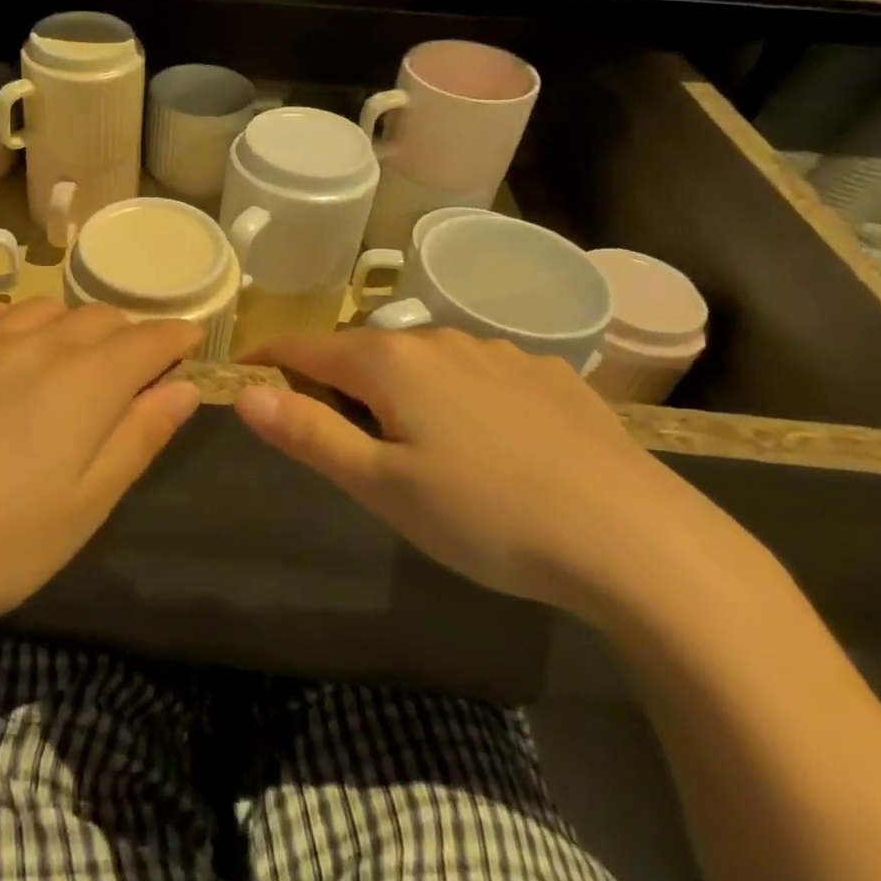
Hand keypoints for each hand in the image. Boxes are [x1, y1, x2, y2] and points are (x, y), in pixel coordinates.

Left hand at [0, 298, 201, 645]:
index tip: (191, 339)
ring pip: (41, 308)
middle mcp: (38, 346)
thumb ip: (140, 437)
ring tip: (73, 349)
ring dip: (70, 322)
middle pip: (98, 318)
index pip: (148, 340)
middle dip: (128, 332)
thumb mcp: (88, 504)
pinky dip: (2, 311)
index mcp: (87, 383)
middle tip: (134, 361)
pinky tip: (1, 330)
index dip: (176, 336)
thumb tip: (185, 387)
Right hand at [235, 328, 728, 615]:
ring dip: (394, 388)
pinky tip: (482, 440)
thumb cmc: (487, 515)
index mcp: (390, 362)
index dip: (268, 360)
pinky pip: (475, 373)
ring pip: (422, 361)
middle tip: (329, 433)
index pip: (305, 347)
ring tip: (406, 441)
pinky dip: (453, 395)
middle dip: (332, 382)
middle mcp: (440, 340)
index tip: (243, 376)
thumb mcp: (382, 486)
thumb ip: (308, 434)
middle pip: (363, 352)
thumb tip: (243, 394)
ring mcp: (499, 352)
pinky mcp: (547, 374)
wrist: (636, 540)